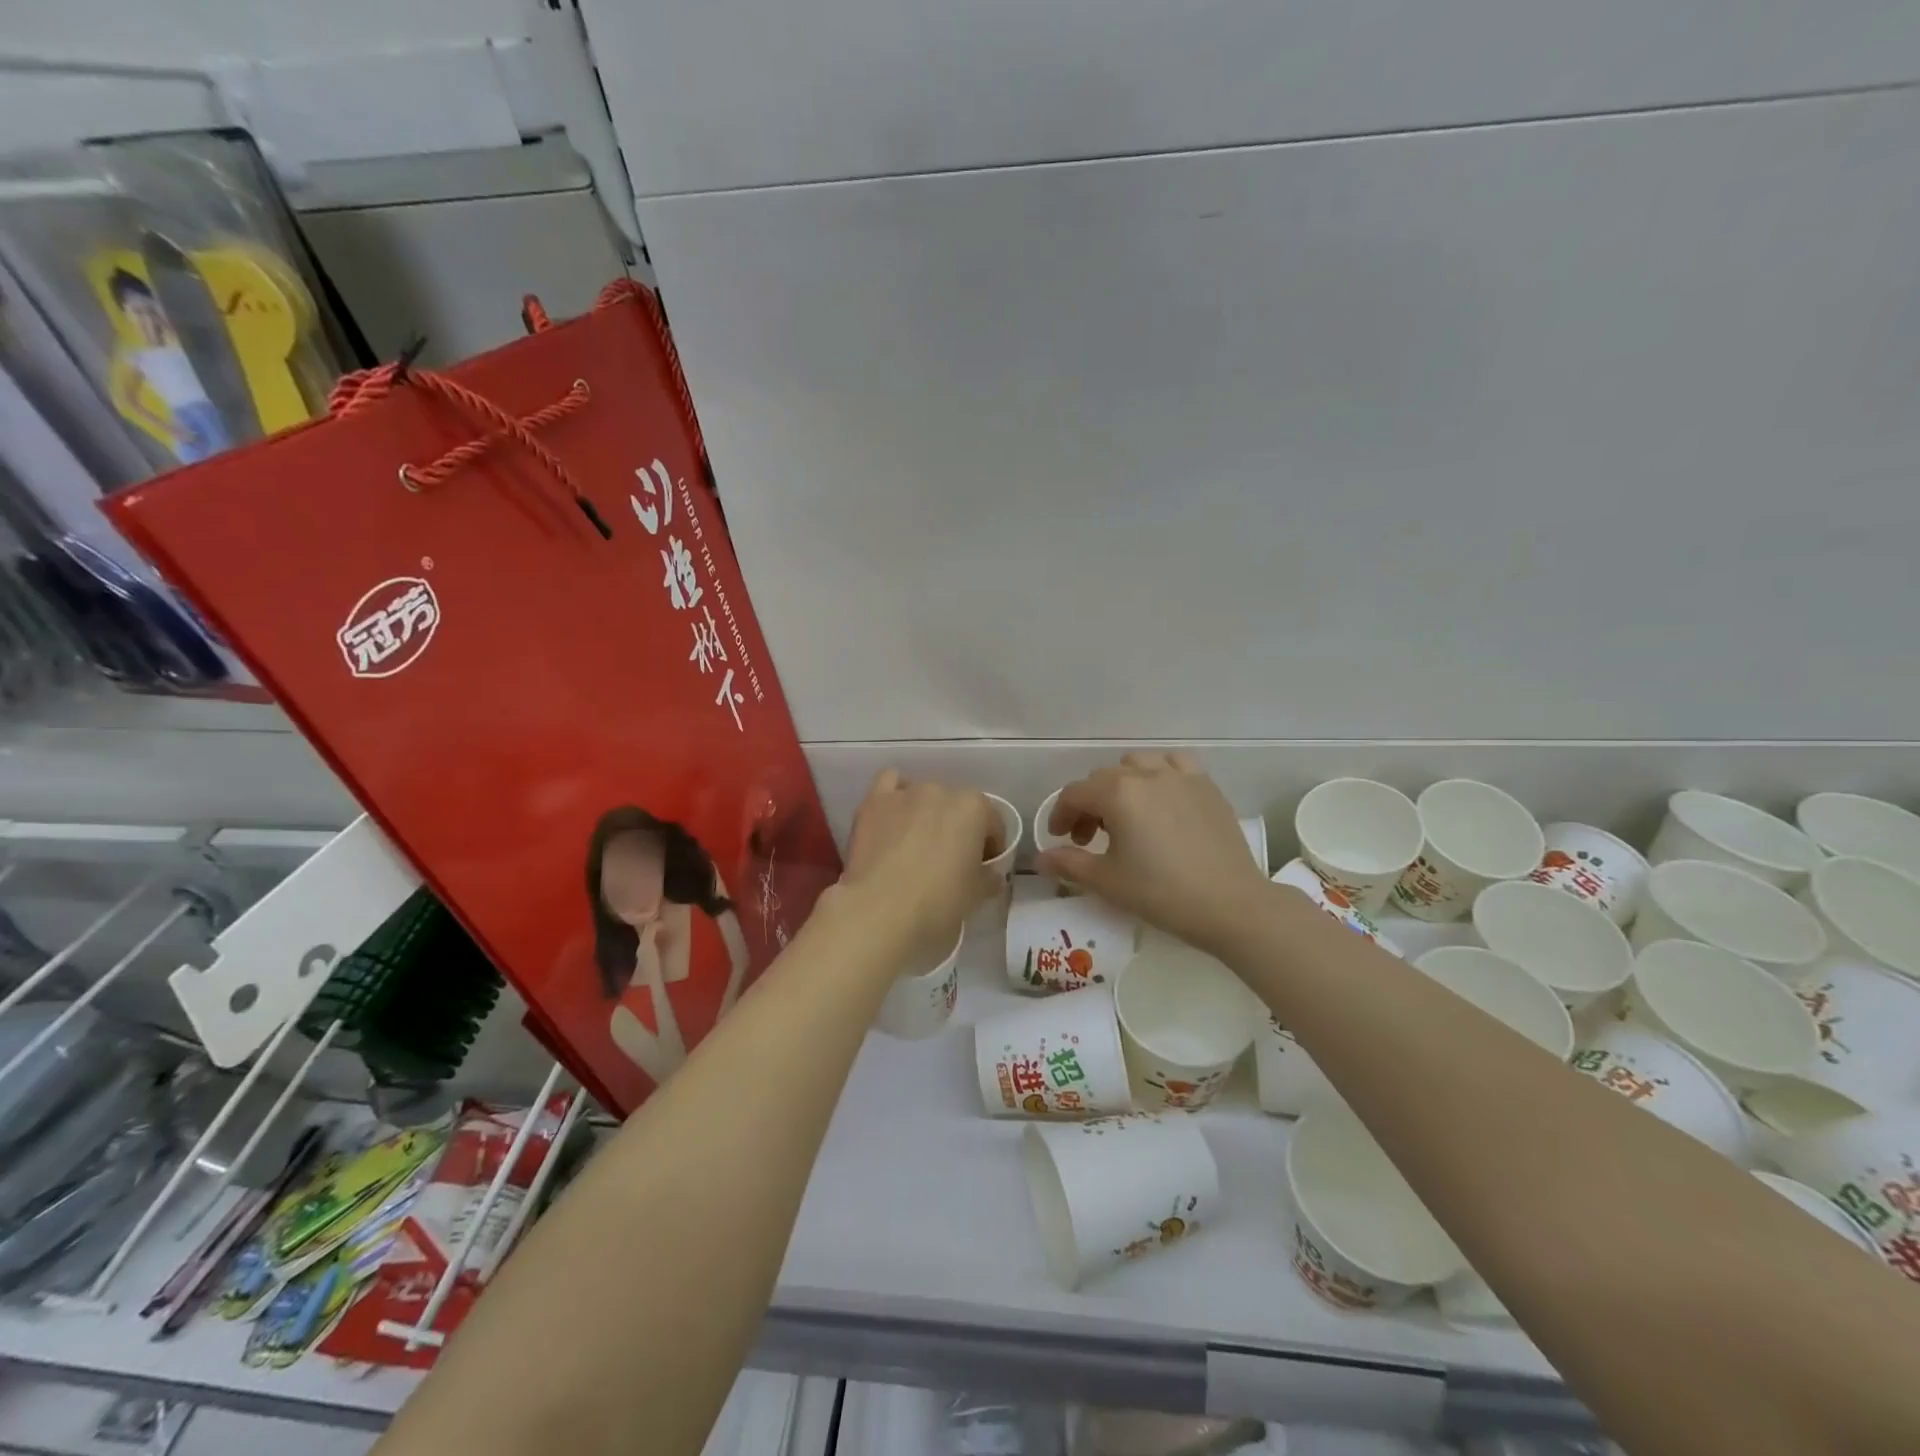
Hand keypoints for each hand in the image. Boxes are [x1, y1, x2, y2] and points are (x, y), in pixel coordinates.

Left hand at [840, 770, 1002, 956]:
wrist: (880, 910)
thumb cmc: (938, 901)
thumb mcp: (976, 895)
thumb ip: (988, 878)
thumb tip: (990, 874)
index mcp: (974, 808)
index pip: (993, 824)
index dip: (991, 847)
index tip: (984, 868)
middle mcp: (942, 791)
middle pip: (958, 807)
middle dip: (958, 829)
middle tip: (950, 860)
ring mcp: (906, 792)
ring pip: (925, 794)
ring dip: (927, 812)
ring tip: (919, 841)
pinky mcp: (874, 801)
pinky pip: (889, 782)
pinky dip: (895, 795)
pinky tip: (894, 817)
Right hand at [1036, 752, 1272, 957]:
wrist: (1231, 905)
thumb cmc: (1162, 893)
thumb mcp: (1107, 882)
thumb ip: (1069, 864)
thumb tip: (1041, 859)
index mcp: (1117, 794)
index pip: (1075, 793)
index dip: (1061, 815)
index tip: (1061, 839)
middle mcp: (1146, 774)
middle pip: (1103, 778)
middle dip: (1089, 804)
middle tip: (1089, 837)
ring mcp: (1181, 776)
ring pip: (1138, 763)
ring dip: (1122, 783)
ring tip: (1125, 814)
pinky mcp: (1207, 786)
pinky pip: (1175, 764)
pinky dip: (1160, 773)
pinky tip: (1161, 798)